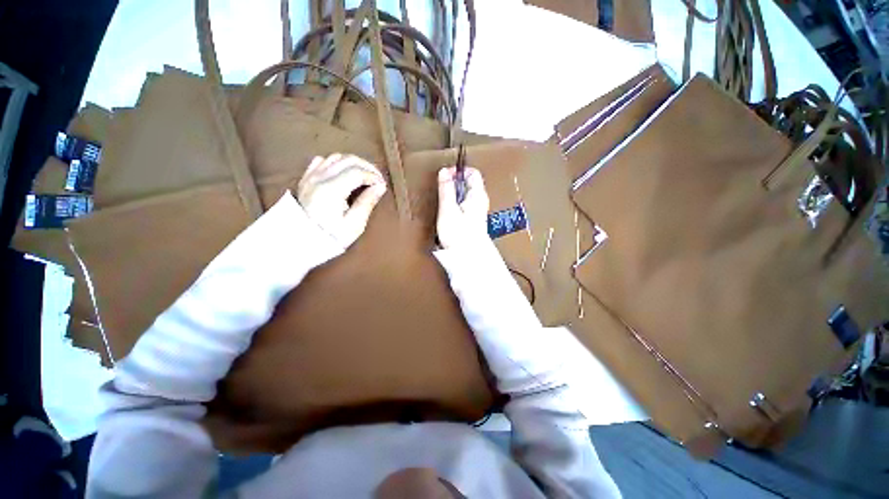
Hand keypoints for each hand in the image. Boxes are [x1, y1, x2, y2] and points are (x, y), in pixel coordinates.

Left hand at [297, 154, 386, 247]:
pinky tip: (343, 173)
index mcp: (331, 190)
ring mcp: (310, 177)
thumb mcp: (354, 225)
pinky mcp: (306, 179)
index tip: (382, 185)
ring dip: (353, 163)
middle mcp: (319, 178)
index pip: (357, 172)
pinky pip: (322, 161)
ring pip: (336, 157)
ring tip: (364, 176)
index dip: (373, 176)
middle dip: (367, 167)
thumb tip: (380, 186)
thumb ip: (367, 202)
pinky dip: (336, 163)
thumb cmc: (331, 237)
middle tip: (378, 179)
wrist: (302, 242)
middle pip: (348, 160)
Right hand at [436, 166, 488, 248]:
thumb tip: (444, 172)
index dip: (458, 171)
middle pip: (468, 183)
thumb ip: (446, 189)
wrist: (468, 257)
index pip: (472, 172)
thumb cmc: (460, 235)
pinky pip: (463, 204)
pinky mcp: (472, 218)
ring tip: (444, 201)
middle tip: (442, 190)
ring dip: (453, 193)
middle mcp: (480, 201)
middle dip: (454, 183)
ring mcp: (477, 210)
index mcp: (478, 195)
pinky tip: (448, 211)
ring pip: (465, 193)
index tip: (445, 176)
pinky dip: (455, 203)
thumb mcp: (449, 209)